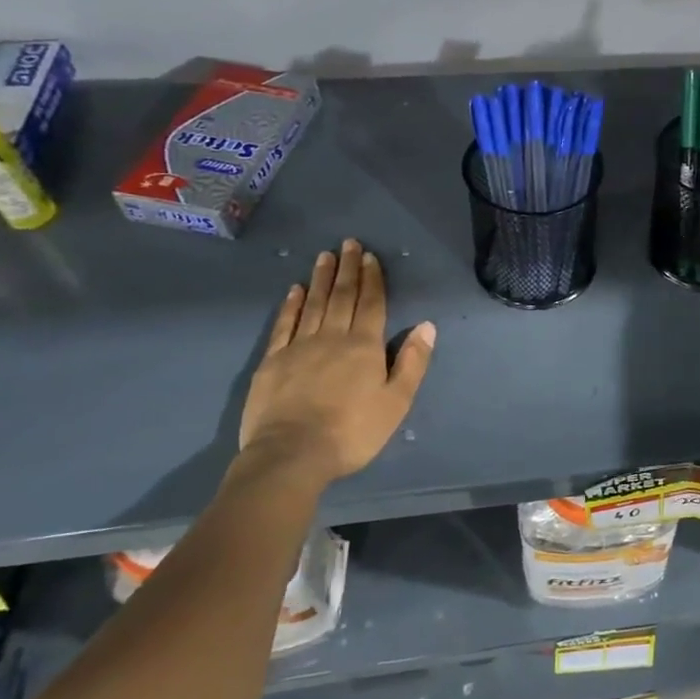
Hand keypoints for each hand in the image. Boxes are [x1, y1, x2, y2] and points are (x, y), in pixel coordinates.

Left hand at [238, 241, 436, 486]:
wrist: (292, 454)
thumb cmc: (352, 432)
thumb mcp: (396, 402)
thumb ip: (412, 362)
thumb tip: (427, 326)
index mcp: (364, 346)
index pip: (371, 304)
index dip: (373, 280)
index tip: (370, 257)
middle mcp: (332, 337)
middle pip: (342, 296)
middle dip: (348, 269)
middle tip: (348, 243)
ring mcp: (299, 347)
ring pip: (313, 304)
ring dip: (321, 279)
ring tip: (325, 256)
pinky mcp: (272, 361)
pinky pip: (284, 324)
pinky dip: (291, 304)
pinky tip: (295, 290)